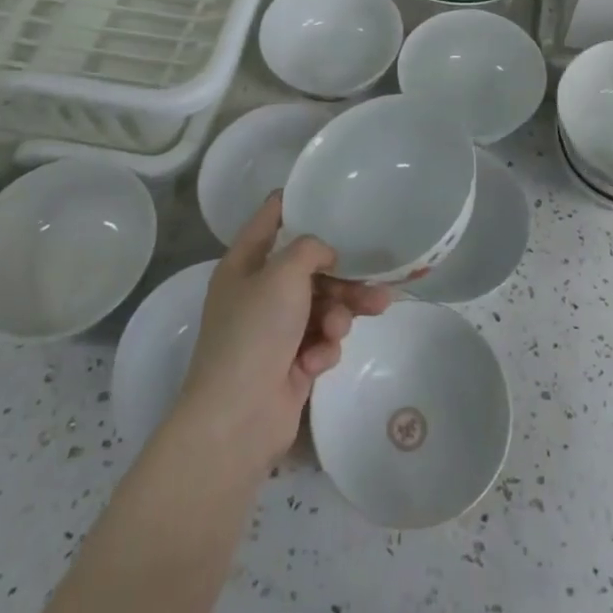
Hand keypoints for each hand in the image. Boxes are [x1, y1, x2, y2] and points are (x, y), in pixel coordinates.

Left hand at [174, 192, 391, 473]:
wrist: (238, 419)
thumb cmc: (255, 332)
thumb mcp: (283, 273)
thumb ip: (310, 249)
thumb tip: (325, 255)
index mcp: (244, 263)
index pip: (271, 217)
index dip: (297, 202)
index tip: (332, 194)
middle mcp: (258, 292)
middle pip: (310, 268)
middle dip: (343, 277)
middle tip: (375, 282)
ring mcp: (274, 329)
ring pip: (322, 305)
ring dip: (340, 314)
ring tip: (352, 323)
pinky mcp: (291, 362)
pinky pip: (320, 340)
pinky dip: (323, 348)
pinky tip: (315, 363)